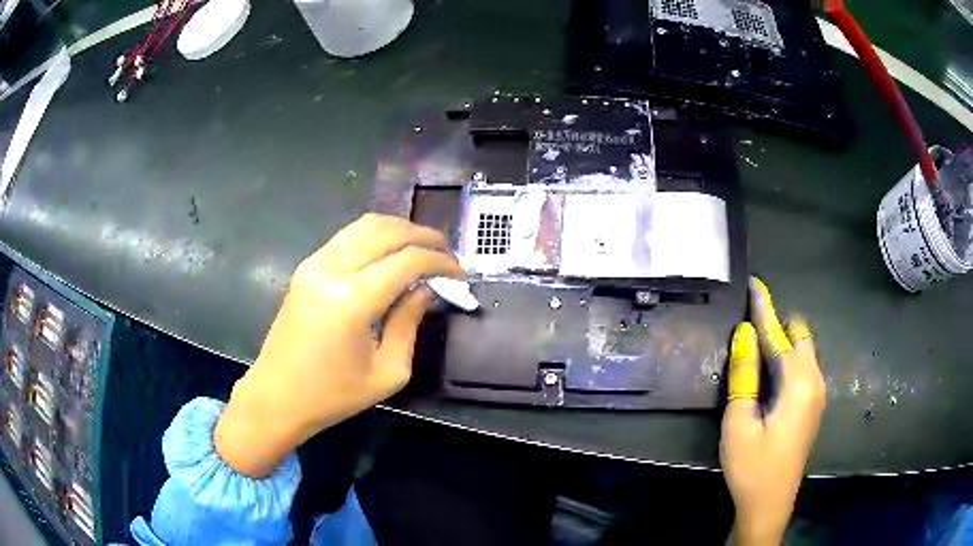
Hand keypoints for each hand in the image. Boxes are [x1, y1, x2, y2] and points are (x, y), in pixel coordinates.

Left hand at [214, 214, 463, 477]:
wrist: (277, 395)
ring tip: (422, 248)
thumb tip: (426, 290)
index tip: (459, 273)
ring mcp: (314, 263)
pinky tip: (389, 253)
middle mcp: (331, 270)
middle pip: (387, 231)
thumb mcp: (387, 372)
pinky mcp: (306, 266)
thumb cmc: (333, 395)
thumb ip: (410, 324)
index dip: (439, 262)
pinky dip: (375, 235)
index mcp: (352, 300)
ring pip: (365, 224)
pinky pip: (347, 236)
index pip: (407, 260)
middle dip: (424, 236)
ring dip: (399, 230)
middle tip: (446, 254)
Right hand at [721, 277, 826, 545]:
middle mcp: (815, 381)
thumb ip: (744, 374)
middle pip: (800, 336)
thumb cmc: (751, 466)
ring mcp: (818, 394)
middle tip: (750, 325)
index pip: (778, 335)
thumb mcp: (738, 422)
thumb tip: (744, 334)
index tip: (755, 283)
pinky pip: (805, 368)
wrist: (769, 503)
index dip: (764, 308)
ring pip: (804, 351)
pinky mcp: (813, 406)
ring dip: (783, 342)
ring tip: (757, 345)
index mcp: (798, 383)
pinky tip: (771, 373)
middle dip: (778, 324)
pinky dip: (789, 359)